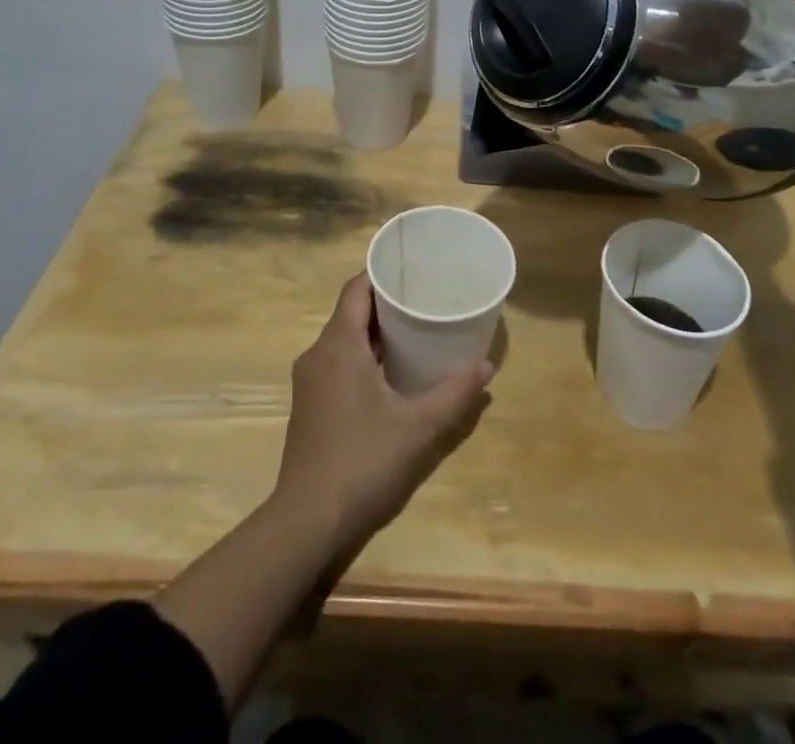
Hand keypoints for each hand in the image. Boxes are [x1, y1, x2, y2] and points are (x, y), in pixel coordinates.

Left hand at [273, 274, 491, 549]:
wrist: (307, 522)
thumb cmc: (363, 461)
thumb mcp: (419, 427)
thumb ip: (455, 394)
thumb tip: (487, 367)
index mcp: (339, 344)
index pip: (357, 287)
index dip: (383, 273)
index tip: (414, 270)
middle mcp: (318, 353)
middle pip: (352, 312)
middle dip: (386, 304)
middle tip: (425, 301)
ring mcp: (309, 381)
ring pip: (344, 339)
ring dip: (375, 334)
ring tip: (415, 334)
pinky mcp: (309, 406)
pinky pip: (337, 363)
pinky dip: (363, 357)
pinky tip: (390, 375)